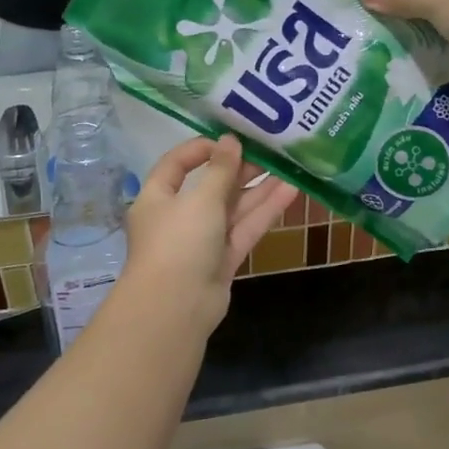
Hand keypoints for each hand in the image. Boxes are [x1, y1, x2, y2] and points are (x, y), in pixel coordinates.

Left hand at [121, 136, 296, 331]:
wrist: (177, 307)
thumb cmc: (179, 242)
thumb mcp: (200, 199)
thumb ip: (220, 170)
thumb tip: (229, 140)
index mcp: (157, 197)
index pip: (176, 164)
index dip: (201, 149)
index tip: (231, 140)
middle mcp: (178, 217)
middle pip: (210, 187)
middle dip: (239, 170)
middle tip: (270, 152)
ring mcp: (202, 241)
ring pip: (232, 209)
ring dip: (258, 189)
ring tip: (289, 167)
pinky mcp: (223, 260)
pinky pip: (243, 230)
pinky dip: (264, 212)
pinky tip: (290, 192)